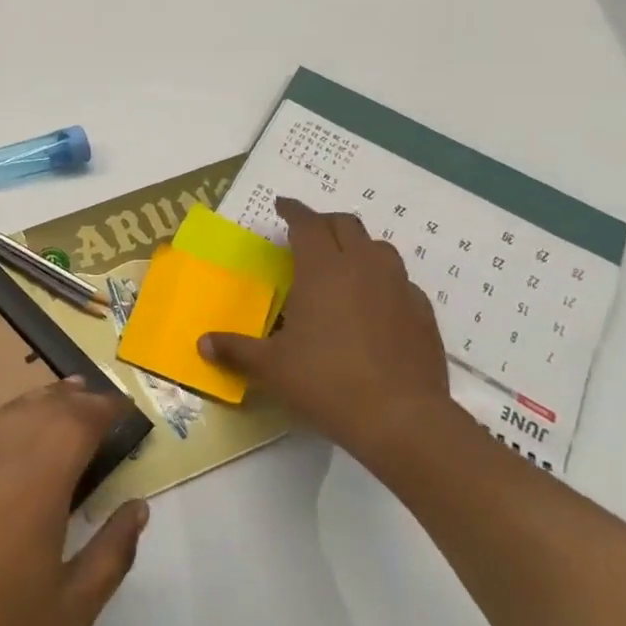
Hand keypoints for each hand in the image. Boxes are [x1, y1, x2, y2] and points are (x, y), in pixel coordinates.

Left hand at [0, 380, 149, 625]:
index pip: (78, 422)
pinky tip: (15, 423)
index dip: (105, 409)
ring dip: (44, 399)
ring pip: (12, 409)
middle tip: (104, 405)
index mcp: (36, 484)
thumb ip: (112, 552)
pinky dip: (8, 413)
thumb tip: (138, 507)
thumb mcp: (73, 609)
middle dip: (79, 399)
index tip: (127, 410)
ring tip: (68, 397)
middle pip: (45, 407)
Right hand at [199, 197, 452, 472]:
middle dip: (324, 222)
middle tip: (308, 233)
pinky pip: (402, 282)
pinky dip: (384, 280)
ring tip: (344, 263)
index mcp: (323, 269)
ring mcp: (399, 288)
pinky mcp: (423, 313)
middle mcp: (363, 267)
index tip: (282, 206)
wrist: (402, 419)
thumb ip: (236, 349)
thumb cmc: (327, 382)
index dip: (293, 211)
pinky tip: (376, 303)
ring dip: (358, 246)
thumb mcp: (271, 367)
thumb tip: (202, 343)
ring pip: (379, 248)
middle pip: (346, 225)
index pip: (307, 223)